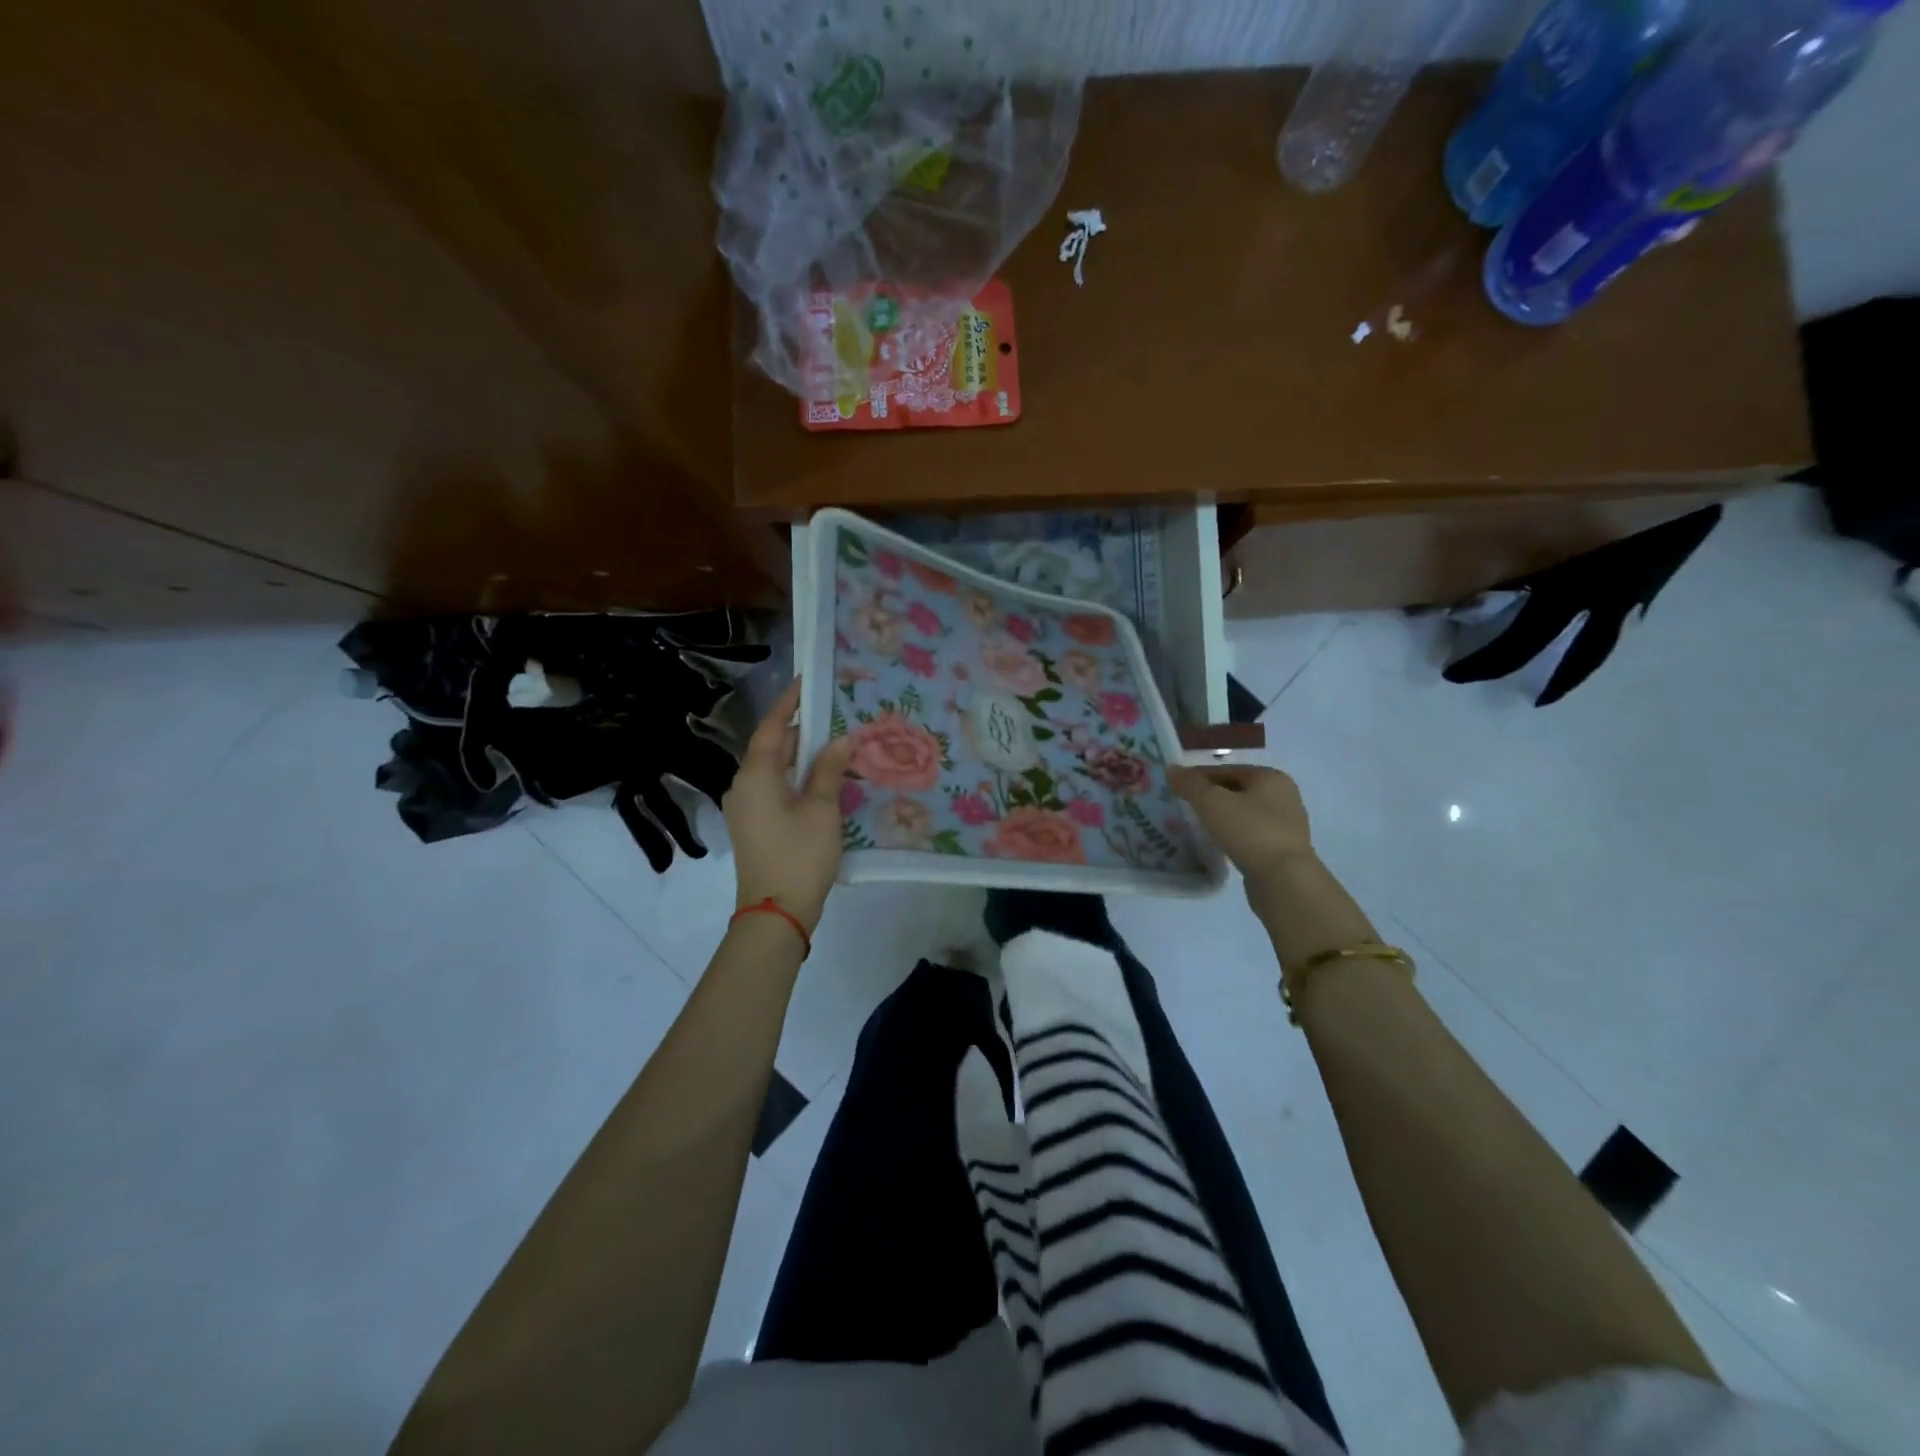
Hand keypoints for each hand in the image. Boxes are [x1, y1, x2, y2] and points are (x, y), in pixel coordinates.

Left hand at [723, 678, 854, 934]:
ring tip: (835, 743)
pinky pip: (774, 789)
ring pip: (774, 769)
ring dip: (802, 756)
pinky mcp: (754, 826)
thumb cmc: (799, 856)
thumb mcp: (821, 810)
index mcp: (754, 775)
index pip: (771, 727)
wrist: (775, 914)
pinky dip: (796, 778)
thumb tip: (841, 739)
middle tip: (834, 714)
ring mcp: (746, 808)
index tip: (808, 681)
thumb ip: (829, 770)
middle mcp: (743, 786)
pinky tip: (823, 780)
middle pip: (771, 747)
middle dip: (802, 730)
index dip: (790, 703)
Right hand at [1169, 764, 1314, 888]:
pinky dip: (1233, 835)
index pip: (1226, 769)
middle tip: (1184, 806)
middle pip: (1236, 790)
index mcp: (1270, 777)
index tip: (1176, 787)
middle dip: (1210, 797)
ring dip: (1221, 817)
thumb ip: (1190, 784)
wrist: (1284, 879)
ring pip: (1244, 813)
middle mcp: (1284, 796)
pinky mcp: (1283, 849)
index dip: (1198, 776)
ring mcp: (1287, 824)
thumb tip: (1172, 770)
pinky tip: (1217, 844)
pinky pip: (1251, 834)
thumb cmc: (1249, 830)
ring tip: (1197, 826)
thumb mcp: (1211, 802)